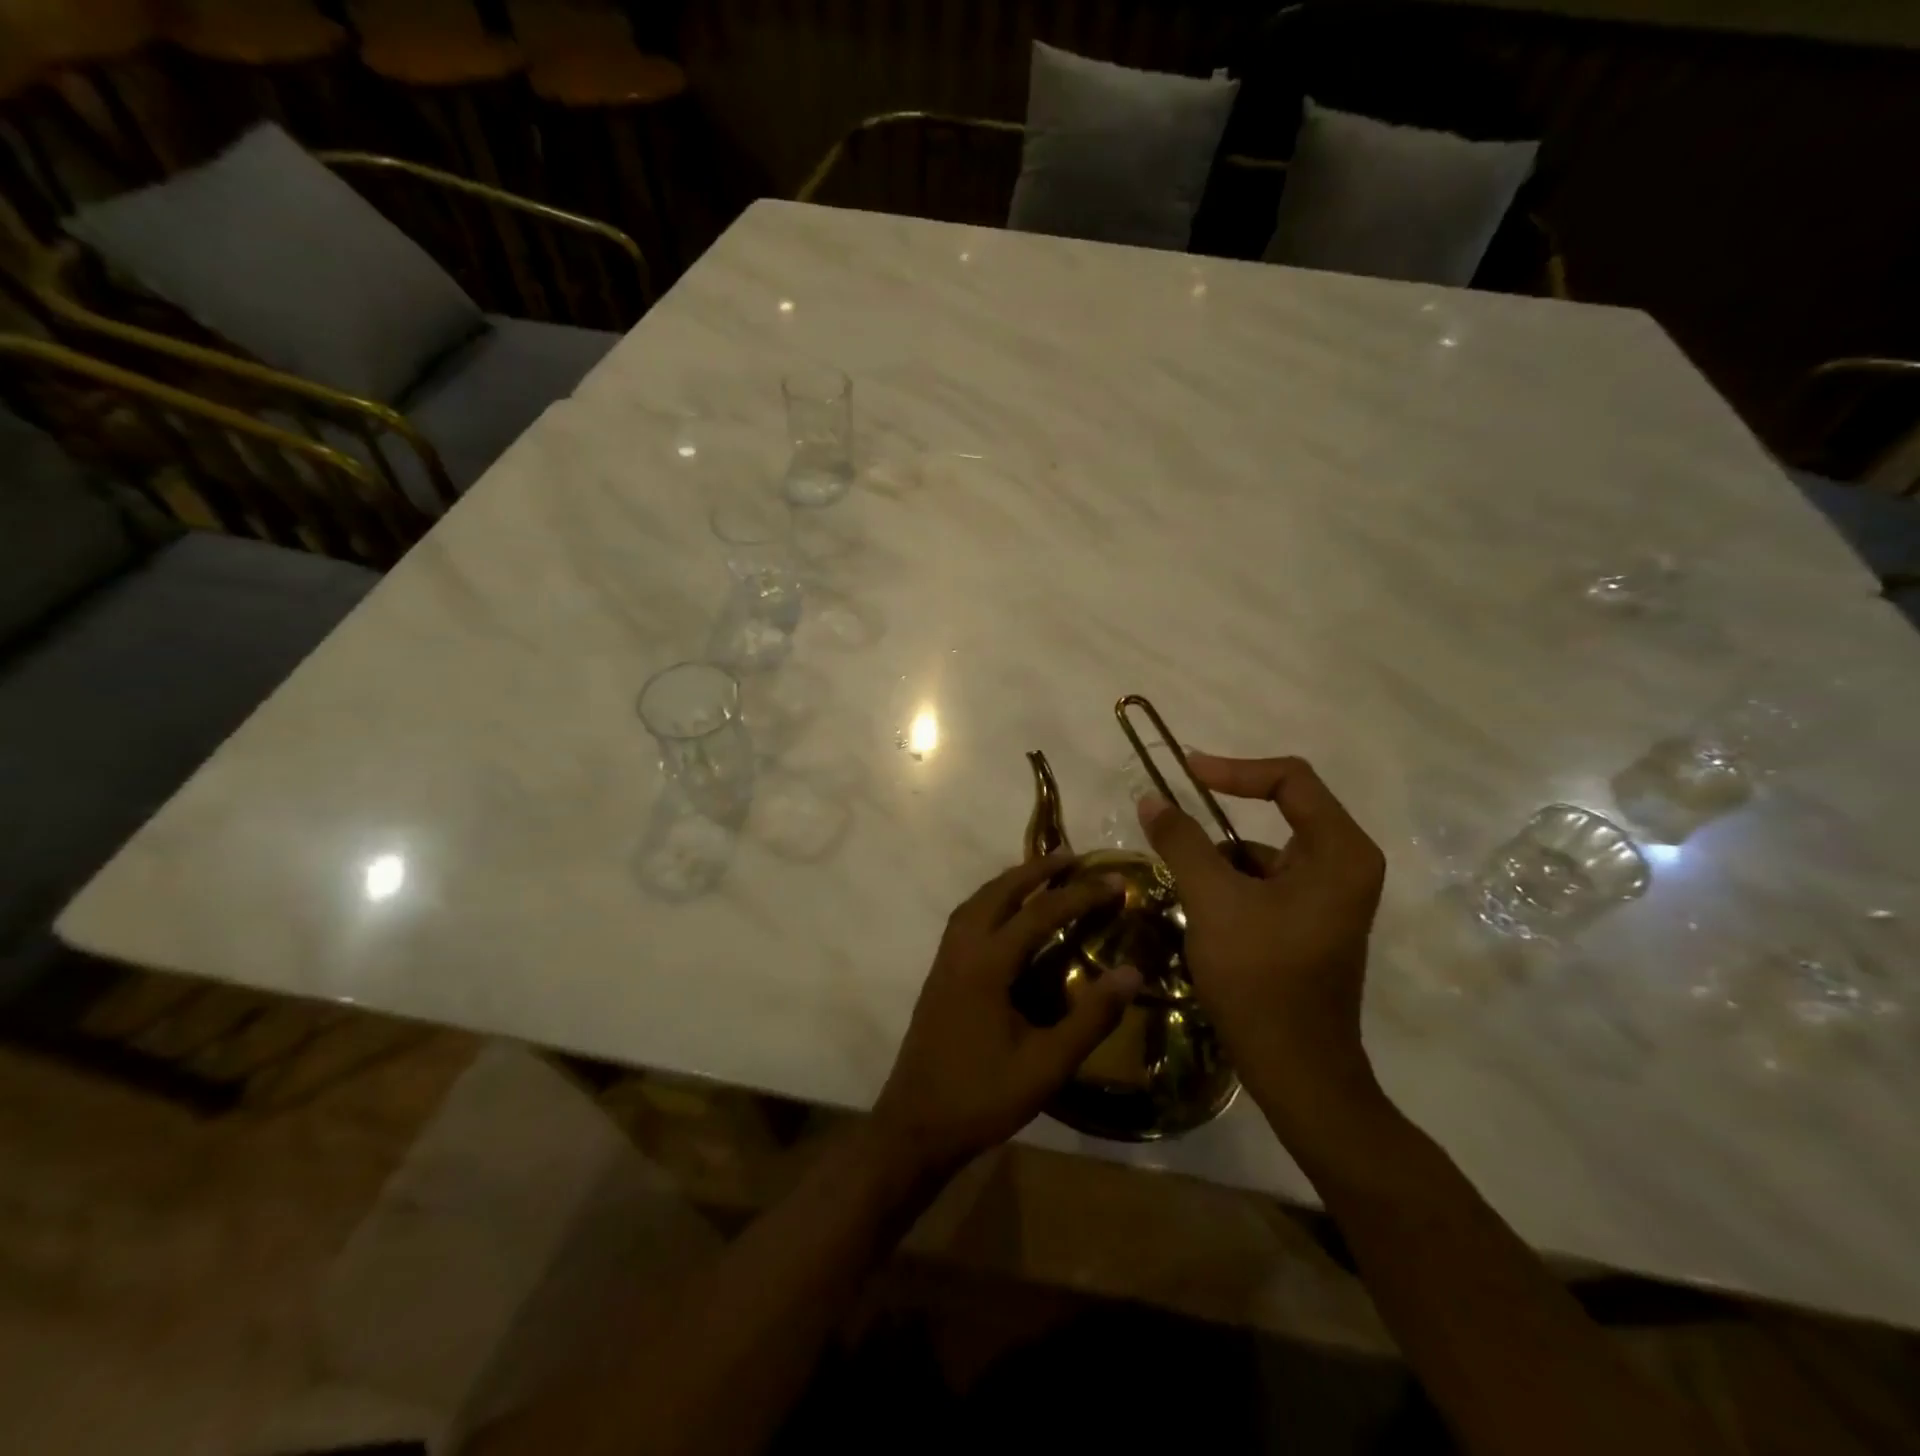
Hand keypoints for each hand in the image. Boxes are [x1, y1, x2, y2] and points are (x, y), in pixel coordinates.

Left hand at [873, 854, 1141, 1175]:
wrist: (914, 1125)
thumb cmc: (982, 1097)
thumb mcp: (1046, 1065)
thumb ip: (1090, 1018)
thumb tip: (1133, 973)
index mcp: (986, 964)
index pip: (1039, 913)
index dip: (1079, 894)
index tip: (1114, 881)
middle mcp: (961, 949)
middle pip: (999, 891)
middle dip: (1036, 869)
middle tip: (1072, 857)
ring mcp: (945, 959)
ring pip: (977, 901)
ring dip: (1009, 881)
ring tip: (1041, 875)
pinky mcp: (939, 973)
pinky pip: (967, 917)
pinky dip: (991, 900)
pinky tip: (1006, 915)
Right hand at [1138, 754, 1385, 1125]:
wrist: (1297, 1072)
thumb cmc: (1261, 978)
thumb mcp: (1213, 900)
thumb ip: (1182, 841)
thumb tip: (1151, 796)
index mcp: (1339, 851)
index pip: (1290, 779)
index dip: (1233, 768)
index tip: (1183, 773)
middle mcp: (1345, 864)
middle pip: (1280, 812)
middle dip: (1221, 817)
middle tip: (1172, 819)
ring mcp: (1330, 896)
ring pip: (1264, 851)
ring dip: (1219, 859)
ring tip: (1183, 886)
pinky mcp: (1310, 921)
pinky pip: (1264, 881)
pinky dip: (1229, 885)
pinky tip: (1200, 913)